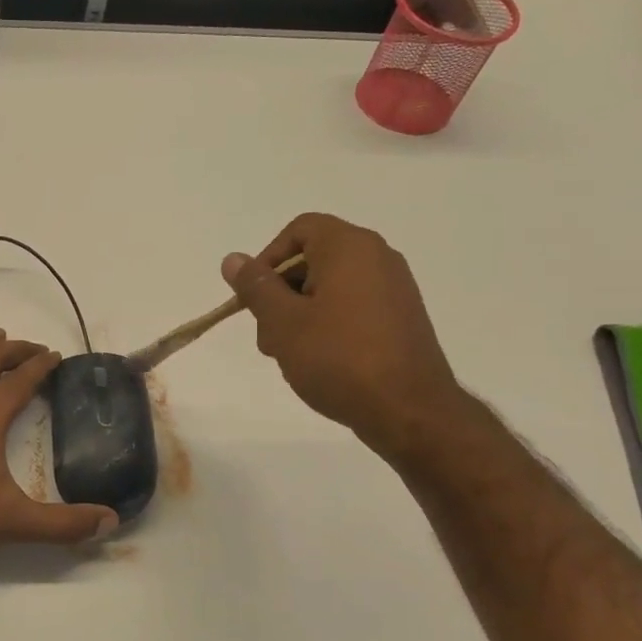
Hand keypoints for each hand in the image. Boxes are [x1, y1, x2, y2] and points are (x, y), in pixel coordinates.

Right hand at [222, 213, 468, 460]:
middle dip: (280, 293)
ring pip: (330, 287)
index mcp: (350, 247)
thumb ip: (256, 286)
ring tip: (290, 355)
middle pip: (313, 259)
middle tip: (268, 335)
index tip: (254, 297)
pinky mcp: (401, 318)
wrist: (408, 410)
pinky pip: (353, 307)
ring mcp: (394, 289)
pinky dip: (328, 325)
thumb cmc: (338, 358)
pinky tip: (319, 362)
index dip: (268, 258)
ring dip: (300, 314)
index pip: (299, 229)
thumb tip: (233, 259)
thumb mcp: (283, 322)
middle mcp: (378, 257)